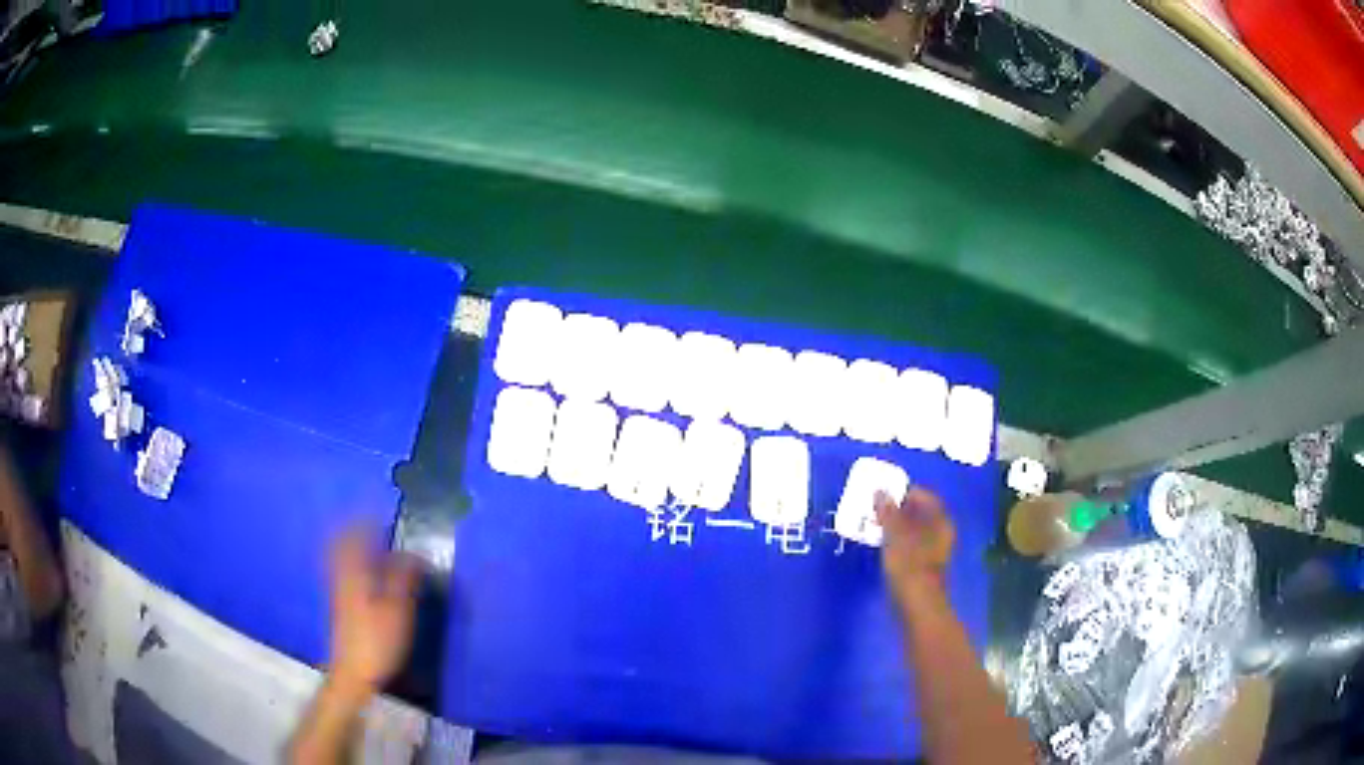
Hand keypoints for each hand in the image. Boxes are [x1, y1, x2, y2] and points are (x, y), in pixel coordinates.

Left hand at [327, 527, 419, 698]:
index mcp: (356, 572)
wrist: (353, 672)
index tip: (384, 513)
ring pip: (341, 556)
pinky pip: (343, 570)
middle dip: (358, 530)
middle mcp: (342, 575)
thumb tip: (416, 554)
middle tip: (375, 524)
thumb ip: (405, 579)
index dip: (371, 521)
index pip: (358, 536)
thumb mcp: (398, 610)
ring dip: (354, 545)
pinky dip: (353, 563)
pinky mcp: (340, 604)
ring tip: (371, 543)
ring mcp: (338, 590)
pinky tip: (366, 572)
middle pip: (344, 543)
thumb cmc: (378, 641)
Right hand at [875, 488, 954, 610]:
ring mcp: (932, 551)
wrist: (916, 605)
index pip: (924, 496)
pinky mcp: (922, 567)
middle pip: (919, 513)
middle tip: (875, 507)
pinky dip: (895, 541)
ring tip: (873, 524)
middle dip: (897, 509)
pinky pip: (908, 546)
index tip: (883, 491)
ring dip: (894, 526)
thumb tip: (880, 491)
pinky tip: (880, 545)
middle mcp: (940, 533)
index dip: (904, 491)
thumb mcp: (894, 535)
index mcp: (940, 521)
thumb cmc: (909, 565)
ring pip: (913, 530)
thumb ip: (888, 512)